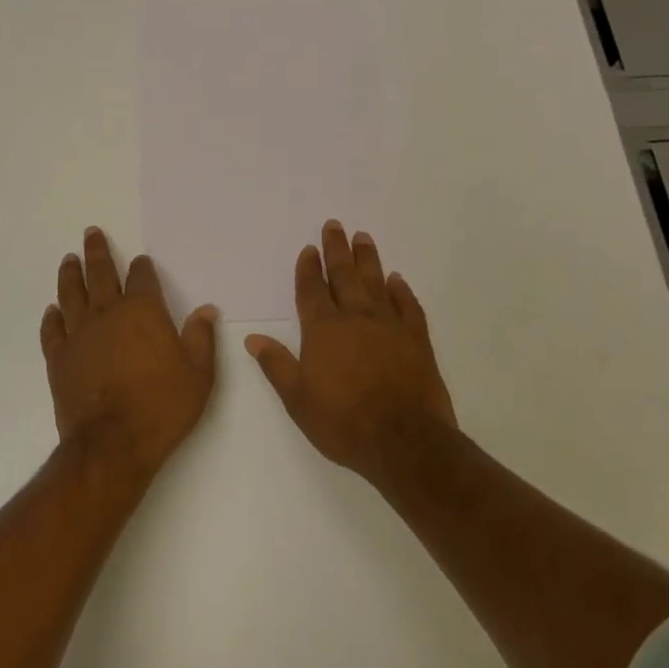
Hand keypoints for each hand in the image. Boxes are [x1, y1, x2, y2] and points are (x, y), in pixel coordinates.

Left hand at [40, 228, 217, 481]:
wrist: (112, 444)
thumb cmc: (162, 406)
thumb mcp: (198, 374)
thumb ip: (201, 337)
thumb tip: (206, 309)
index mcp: (142, 311)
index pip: (141, 277)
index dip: (142, 267)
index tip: (141, 260)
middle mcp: (107, 313)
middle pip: (100, 274)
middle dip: (97, 251)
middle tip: (90, 233)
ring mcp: (79, 335)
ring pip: (71, 294)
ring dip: (70, 274)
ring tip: (69, 259)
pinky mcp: (59, 358)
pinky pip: (52, 330)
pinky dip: (51, 317)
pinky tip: (52, 310)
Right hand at [245, 222, 455, 485]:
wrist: (406, 442)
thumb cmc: (344, 422)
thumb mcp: (298, 399)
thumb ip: (277, 365)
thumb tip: (252, 338)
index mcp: (323, 330)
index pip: (312, 290)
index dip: (308, 268)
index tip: (309, 249)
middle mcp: (355, 318)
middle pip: (343, 275)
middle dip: (336, 249)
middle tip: (334, 225)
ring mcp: (389, 326)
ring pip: (376, 282)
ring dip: (368, 259)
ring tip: (363, 237)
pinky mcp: (417, 339)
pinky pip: (408, 305)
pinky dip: (401, 290)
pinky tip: (397, 279)